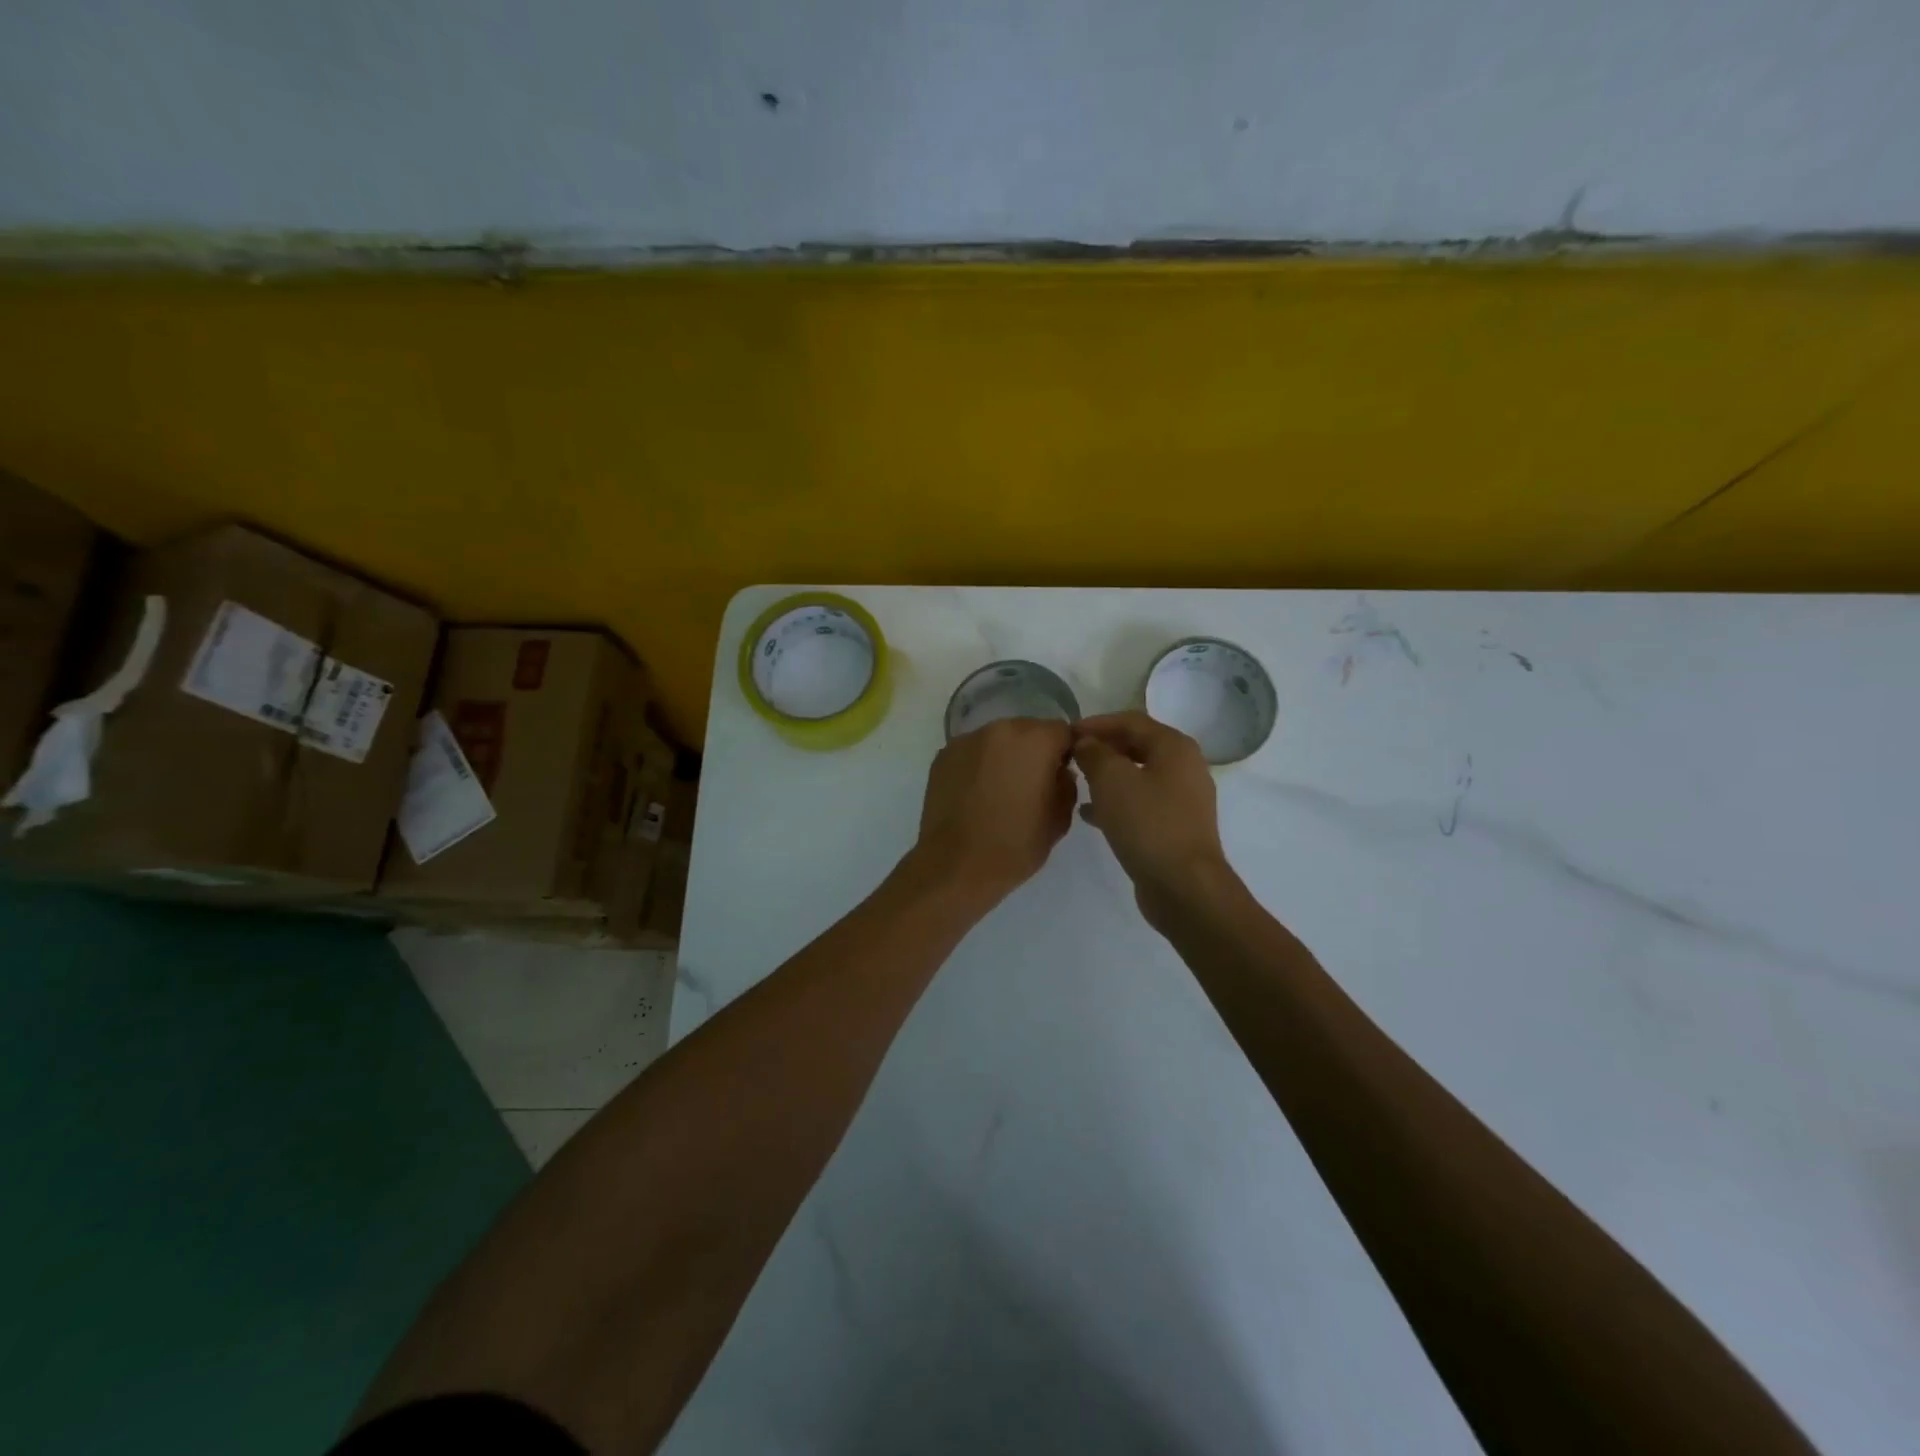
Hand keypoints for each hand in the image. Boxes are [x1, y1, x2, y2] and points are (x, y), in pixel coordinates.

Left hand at [911, 717, 1076, 905]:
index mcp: (1035, 741)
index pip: (1063, 731)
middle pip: (1028, 730)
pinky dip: (979, 765)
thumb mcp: (1059, 820)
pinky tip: (976, 794)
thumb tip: (1059, 772)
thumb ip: (1067, 786)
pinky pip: (972, 752)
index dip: (1066, 751)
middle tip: (1031, 784)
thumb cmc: (1014, 846)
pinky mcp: (943, 756)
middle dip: (1034, 751)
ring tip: (1000, 790)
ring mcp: (967, 740)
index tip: (1062, 775)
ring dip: (1004, 756)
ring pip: (997, 740)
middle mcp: (1000, 730)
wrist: (955, 866)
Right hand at [1072, 712, 1233, 926]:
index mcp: (1174, 747)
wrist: (1183, 886)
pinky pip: (1141, 803)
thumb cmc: (1147, 823)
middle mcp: (1184, 767)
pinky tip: (1089, 814)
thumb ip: (1094, 753)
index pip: (1131, 721)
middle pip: (1137, 746)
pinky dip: (1116, 802)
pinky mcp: (1175, 827)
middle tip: (1070, 756)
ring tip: (1076, 782)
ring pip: (1138, 776)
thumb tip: (1086, 743)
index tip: (1067, 732)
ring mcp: (1183, 799)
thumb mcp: (1111, 779)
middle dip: (1102, 748)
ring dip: (1107, 776)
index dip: (1096, 723)